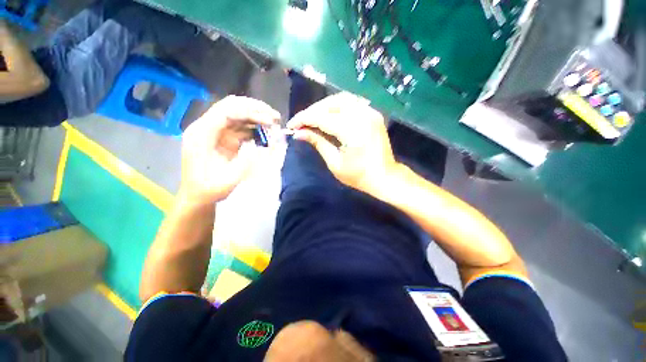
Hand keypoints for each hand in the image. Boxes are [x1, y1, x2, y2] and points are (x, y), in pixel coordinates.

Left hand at [178, 96, 280, 205]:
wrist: (198, 195)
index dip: (250, 112)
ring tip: (274, 123)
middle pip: (231, 106)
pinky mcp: (222, 138)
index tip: (270, 120)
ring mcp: (214, 132)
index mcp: (201, 134)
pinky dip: (253, 127)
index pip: (226, 112)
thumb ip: (245, 161)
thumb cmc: (209, 190)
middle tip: (275, 116)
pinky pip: (239, 126)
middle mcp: (206, 127)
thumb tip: (263, 145)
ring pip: (236, 114)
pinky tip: (265, 132)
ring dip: (256, 116)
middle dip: (254, 108)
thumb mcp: (228, 180)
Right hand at [286, 92, 398, 193]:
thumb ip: (318, 143)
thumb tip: (299, 133)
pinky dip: (337, 106)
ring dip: (324, 106)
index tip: (291, 125)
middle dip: (312, 111)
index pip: (322, 118)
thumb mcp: (335, 163)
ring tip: (313, 118)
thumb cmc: (359, 176)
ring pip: (341, 99)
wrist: (385, 176)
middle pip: (331, 103)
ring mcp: (370, 112)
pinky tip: (329, 115)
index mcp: (353, 132)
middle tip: (301, 122)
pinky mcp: (373, 114)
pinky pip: (352, 103)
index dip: (304, 119)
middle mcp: (363, 116)